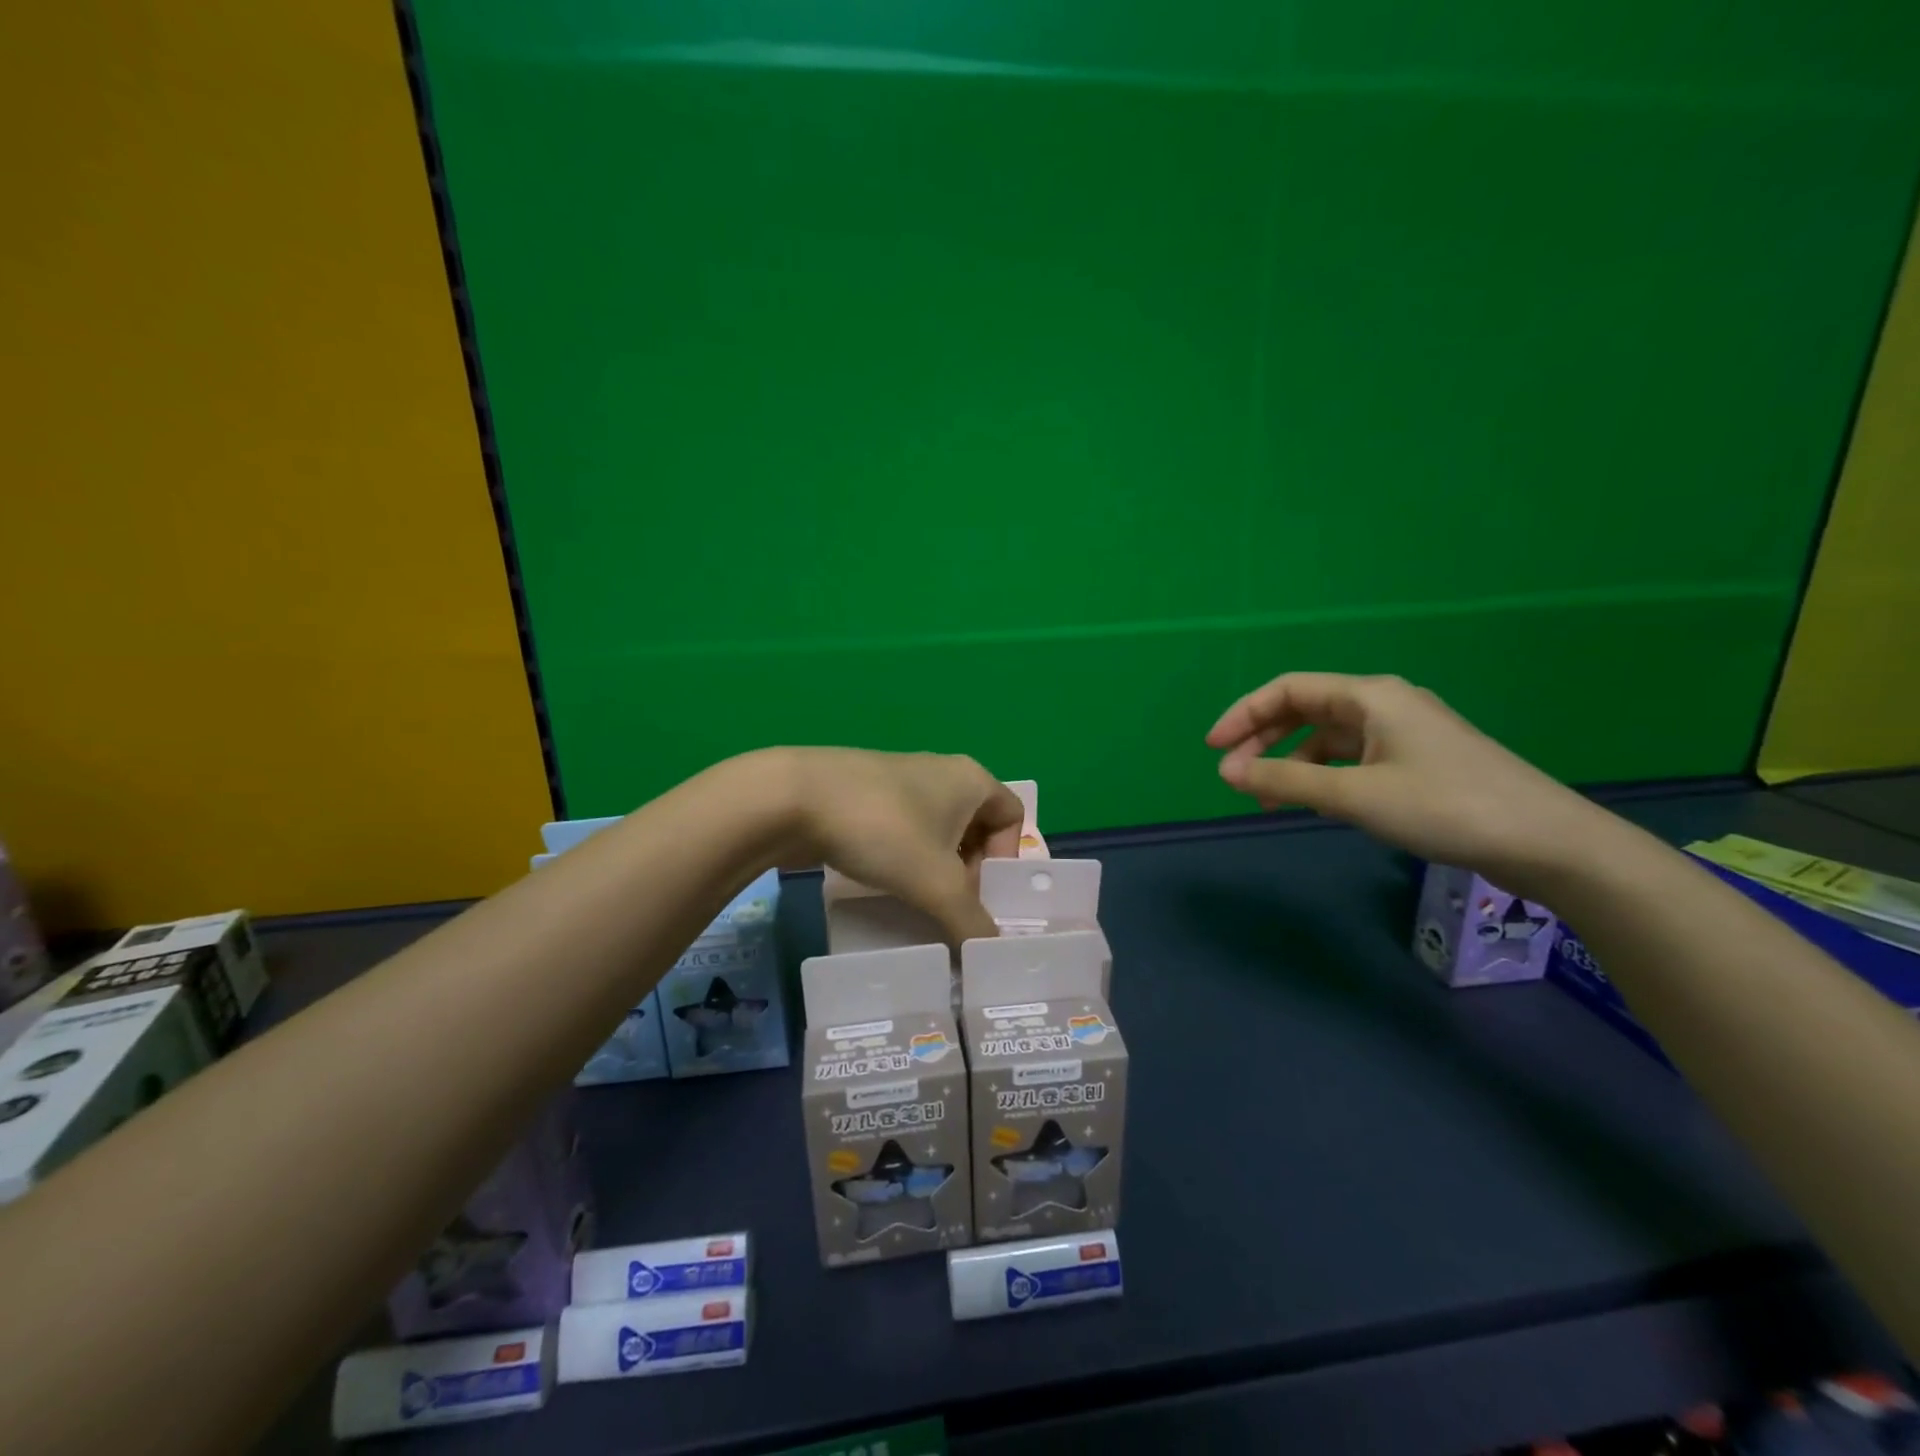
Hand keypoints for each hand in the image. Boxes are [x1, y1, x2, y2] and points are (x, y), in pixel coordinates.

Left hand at [771, 748, 1025, 943]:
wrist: (794, 798)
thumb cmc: (884, 830)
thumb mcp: (937, 885)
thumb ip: (970, 922)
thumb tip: (991, 953)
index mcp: (971, 779)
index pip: (1013, 816)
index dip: (1005, 858)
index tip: (978, 892)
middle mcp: (942, 772)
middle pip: (975, 826)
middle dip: (968, 870)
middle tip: (949, 906)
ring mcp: (900, 779)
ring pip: (935, 831)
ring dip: (933, 868)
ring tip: (916, 901)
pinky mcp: (866, 793)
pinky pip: (901, 830)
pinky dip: (902, 858)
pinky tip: (883, 884)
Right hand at [1205, 673, 1599, 891]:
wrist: (1546, 842)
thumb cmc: (1444, 807)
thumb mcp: (1354, 795)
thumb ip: (1286, 780)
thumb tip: (1227, 772)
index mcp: (1370, 696)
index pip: (1288, 690)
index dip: (1243, 714)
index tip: (1213, 749)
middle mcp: (1384, 704)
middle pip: (1305, 710)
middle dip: (1262, 739)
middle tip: (1232, 776)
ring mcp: (1403, 732)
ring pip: (1327, 737)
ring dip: (1291, 762)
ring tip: (1268, 799)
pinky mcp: (1416, 760)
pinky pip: (1351, 757)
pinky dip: (1322, 775)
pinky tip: (1316, 802)